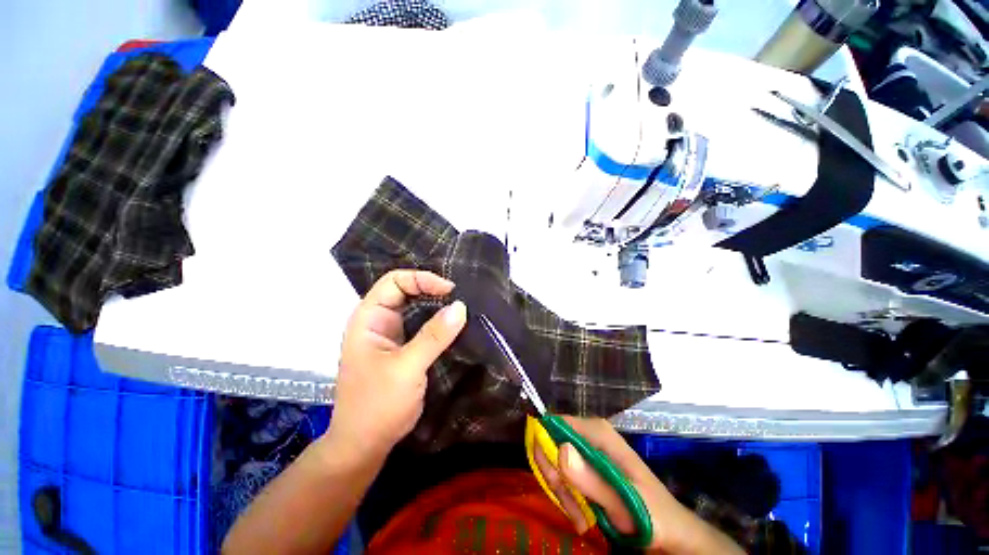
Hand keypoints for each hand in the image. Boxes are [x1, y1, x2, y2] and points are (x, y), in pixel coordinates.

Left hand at [328, 270, 465, 456]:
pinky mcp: (402, 347)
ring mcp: (390, 334)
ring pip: (414, 307)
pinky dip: (437, 320)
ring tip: (460, 305)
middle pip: (405, 290)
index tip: (449, 290)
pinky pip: (421, 324)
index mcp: (369, 318)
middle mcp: (378, 321)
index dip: (422, 279)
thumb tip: (461, 306)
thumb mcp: (407, 368)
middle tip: (458, 296)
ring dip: (436, 304)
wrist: (365, 444)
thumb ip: (434, 336)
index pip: (394, 282)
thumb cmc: (378, 405)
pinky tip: (453, 323)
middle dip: (431, 289)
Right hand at [532, 417, 743, 554]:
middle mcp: (589, 436)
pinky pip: (564, 478)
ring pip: (556, 465)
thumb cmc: (652, 514)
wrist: (672, 532)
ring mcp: (587, 452)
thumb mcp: (623, 502)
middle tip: (574, 509)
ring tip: (583, 519)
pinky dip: (568, 499)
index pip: (554, 424)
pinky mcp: (587, 468)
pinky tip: (584, 517)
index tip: (554, 482)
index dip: (545, 449)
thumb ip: (591, 479)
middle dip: (557, 479)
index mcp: (597, 431)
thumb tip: (560, 449)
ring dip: (563, 495)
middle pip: (552, 445)